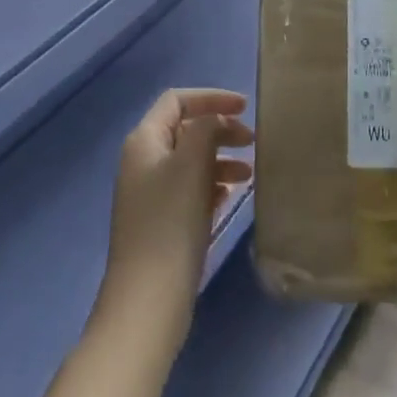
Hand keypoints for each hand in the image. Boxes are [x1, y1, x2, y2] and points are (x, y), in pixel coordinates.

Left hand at [93, 88, 253, 356]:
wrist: (149, 298)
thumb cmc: (170, 222)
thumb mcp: (191, 163)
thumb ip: (206, 129)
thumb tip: (216, 119)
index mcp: (144, 141)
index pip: (177, 101)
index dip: (211, 97)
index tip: (246, 107)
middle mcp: (143, 162)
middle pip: (186, 130)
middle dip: (220, 130)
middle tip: (252, 141)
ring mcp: (151, 194)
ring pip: (192, 161)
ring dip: (221, 159)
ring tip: (249, 173)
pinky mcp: (162, 223)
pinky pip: (192, 189)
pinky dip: (213, 185)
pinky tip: (232, 196)